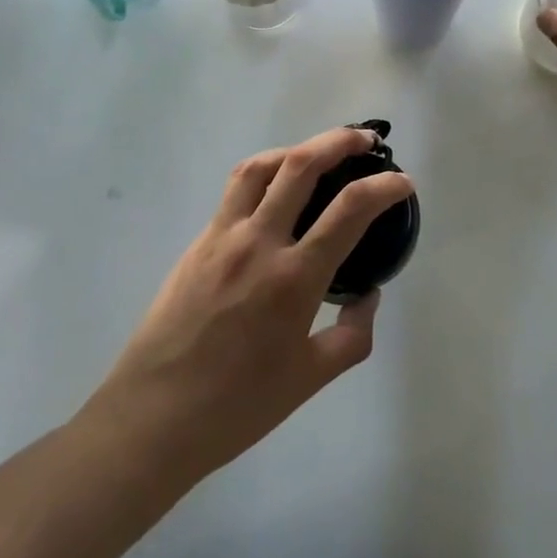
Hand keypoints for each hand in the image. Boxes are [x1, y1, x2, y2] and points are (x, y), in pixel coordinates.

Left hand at [90, 126, 412, 483]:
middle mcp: (259, 242)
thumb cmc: (237, 406)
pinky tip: (276, 190)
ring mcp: (223, 236)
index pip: (350, 210)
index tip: (403, 182)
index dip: (384, 186)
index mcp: (294, 278)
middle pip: (302, 165)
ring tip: (318, 153)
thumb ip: (352, 335)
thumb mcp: (310, 380)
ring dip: (297, 148)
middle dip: (340, 141)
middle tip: (365, 140)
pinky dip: (265, 173)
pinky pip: (235, 189)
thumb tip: (368, 295)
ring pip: (261, 166)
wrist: (153, 416)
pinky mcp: (198, 241)